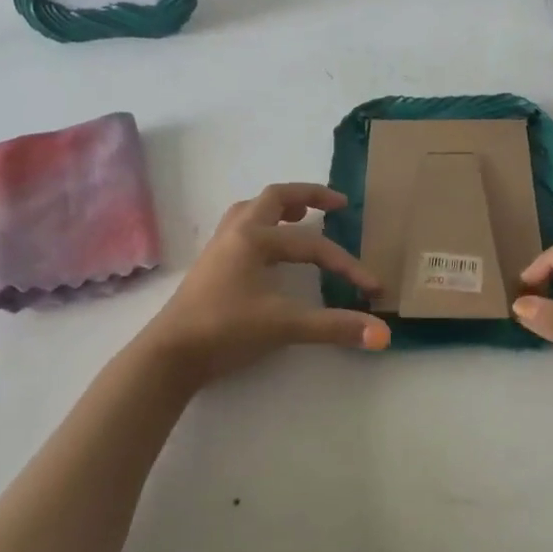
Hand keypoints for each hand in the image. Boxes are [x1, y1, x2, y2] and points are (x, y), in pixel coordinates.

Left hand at [136, 183, 388, 387]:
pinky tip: (269, 248)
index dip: (346, 265)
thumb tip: (382, 335)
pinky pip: (240, 230)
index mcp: (254, 238)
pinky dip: (262, 226)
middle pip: (274, 198)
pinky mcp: (211, 266)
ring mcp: (219, 248)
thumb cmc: (225, 330)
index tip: (372, 288)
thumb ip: (334, 327)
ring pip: (251, 211)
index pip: (312, 246)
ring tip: (301, 214)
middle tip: (338, 203)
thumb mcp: (284, 325)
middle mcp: (236, 233)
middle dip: (308, 196)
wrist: (170, 354)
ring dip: (279, 208)